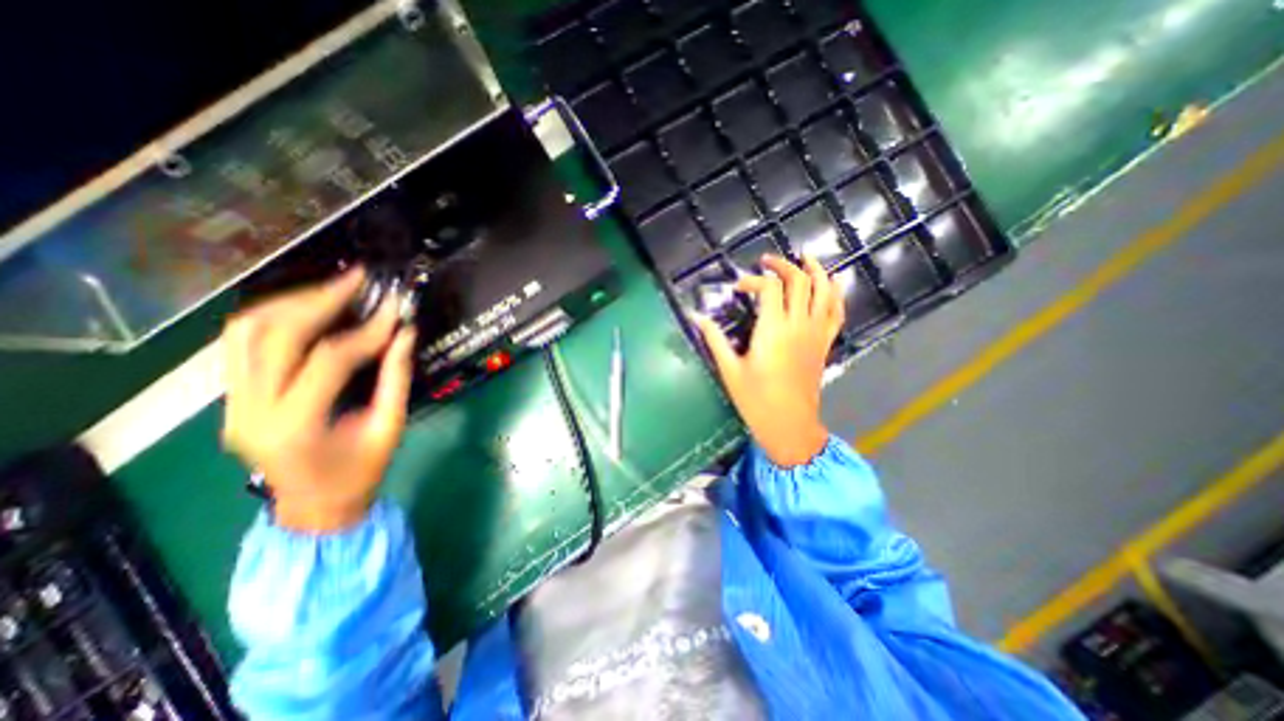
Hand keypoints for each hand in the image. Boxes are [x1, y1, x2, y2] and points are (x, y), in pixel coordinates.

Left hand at [219, 268, 415, 532]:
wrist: (314, 508)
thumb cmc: (360, 473)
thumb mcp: (390, 427)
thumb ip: (397, 377)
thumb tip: (406, 332)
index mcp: (295, 426)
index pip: (329, 360)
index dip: (368, 331)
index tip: (395, 310)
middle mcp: (249, 410)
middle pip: (273, 335)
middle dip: (320, 300)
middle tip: (359, 279)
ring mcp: (231, 403)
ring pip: (244, 332)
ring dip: (291, 303)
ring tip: (334, 289)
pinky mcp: (231, 398)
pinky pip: (241, 344)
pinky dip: (275, 318)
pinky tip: (308, 309)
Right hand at [700, 254, 850, 467]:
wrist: (789, 424)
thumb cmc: (755, 399)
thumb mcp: (729, 369)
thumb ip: (714, 339)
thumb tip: (696, 317)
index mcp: (773, 330)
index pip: (770, 288)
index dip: (753, 280)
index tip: (738, 288)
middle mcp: (798, 325)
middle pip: (799, 281)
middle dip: (783, 266)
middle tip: (766, 261)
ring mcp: (815, 334)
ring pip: (824, 290)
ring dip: (815, 270)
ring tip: (805, 258)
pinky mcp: (824, 343)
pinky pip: (836, 312)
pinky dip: (836, 294)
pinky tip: (832, 283)